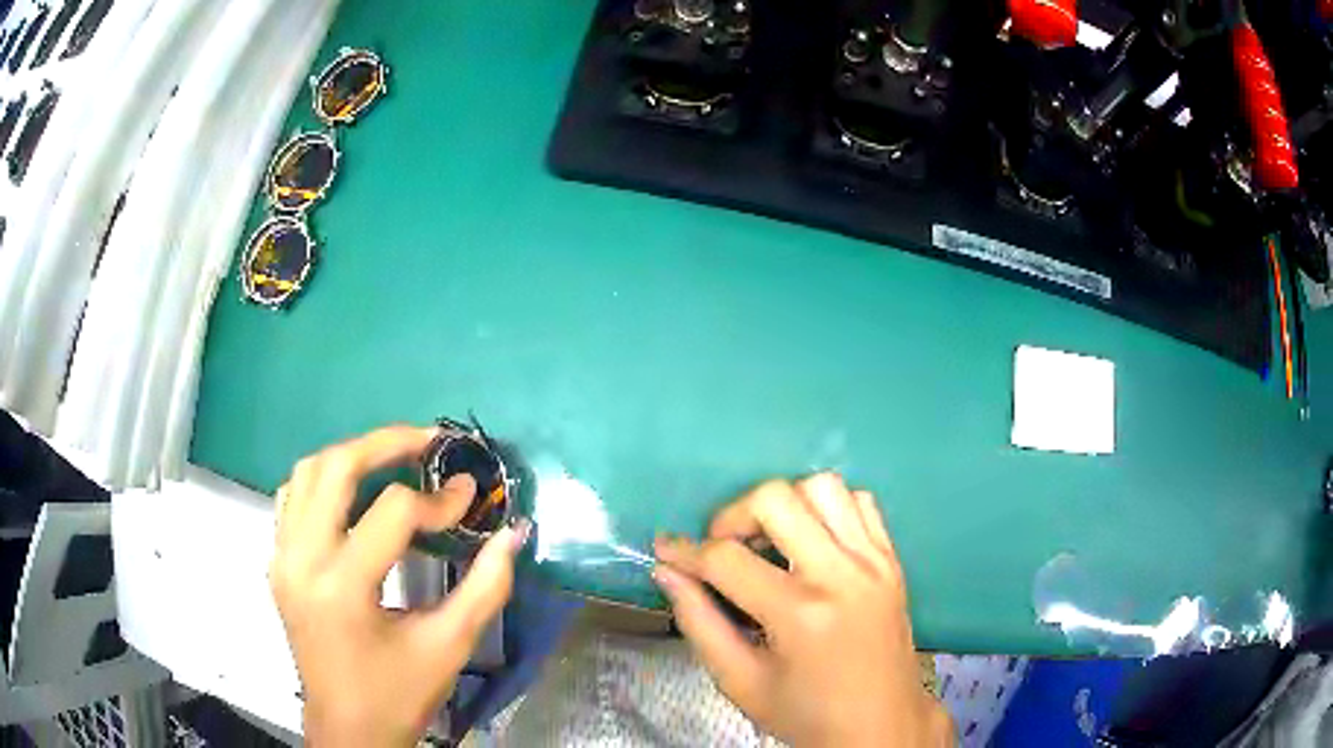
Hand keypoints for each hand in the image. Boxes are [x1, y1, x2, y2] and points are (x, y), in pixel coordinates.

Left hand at [269, 425, 528, 745]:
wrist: (347, 729)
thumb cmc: (398, 694)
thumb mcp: (449, 646)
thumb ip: (486, 588)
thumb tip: (512, 534)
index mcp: (343, 586)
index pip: (393, 513)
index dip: (439, 500)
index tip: (470, 497)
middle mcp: (302, 560)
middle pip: (335, 468)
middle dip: (385, 444)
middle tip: (427, 441)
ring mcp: (282, 558)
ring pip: (306, 474)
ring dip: (350, 456)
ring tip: (392, 457)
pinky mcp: (278, 564)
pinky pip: (292, 498)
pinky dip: (324, 482)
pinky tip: (353, 494)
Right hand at [654, 474, 951, 746]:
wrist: (882, 726)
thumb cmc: (807, 714)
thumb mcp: (740, 682)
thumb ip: (699, 623)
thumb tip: (667, 572)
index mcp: (801, 614)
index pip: (727, 559)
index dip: (685, 552)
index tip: (666, 551)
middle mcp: (842, 574)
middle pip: (777, 498)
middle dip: (733, 515)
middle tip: (723, 549)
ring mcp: (874, 561)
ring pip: (822, 486)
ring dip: (784, 503)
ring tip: (768, 540)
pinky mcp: (892, 559)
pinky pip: (859, 502)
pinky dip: (826, 509)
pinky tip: (811, 541)